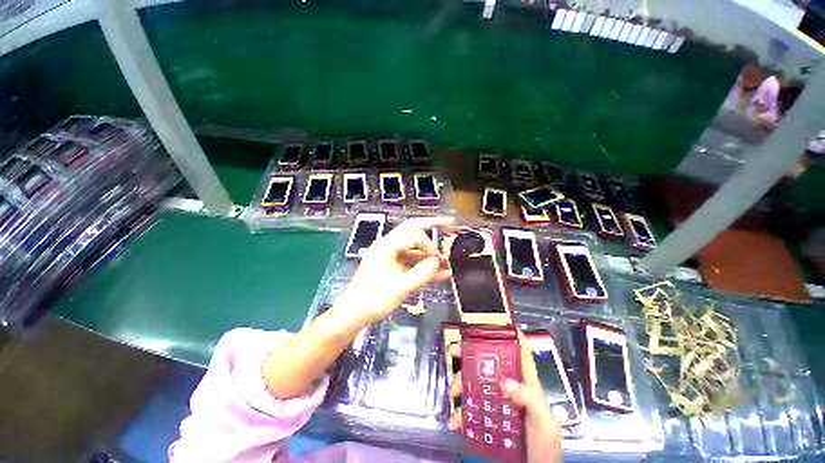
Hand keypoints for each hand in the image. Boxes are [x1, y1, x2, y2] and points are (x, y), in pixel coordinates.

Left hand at [335, 216, 453, 325]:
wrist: (353, 314)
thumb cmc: (373, 300)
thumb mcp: (400, 288)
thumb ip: (421, 273)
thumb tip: (438, 261)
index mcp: (387, 246)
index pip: (414, 234)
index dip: (429, 246)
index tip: (436, 261)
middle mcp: (388, 246)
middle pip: (412, 229)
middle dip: (431, 225)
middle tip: (449, 222)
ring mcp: (390, 256)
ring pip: (413, 247)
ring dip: (429, 252)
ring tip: (446, 259)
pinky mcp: (392, 266)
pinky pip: (411, 261)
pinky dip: (423, 265)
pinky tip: (439, 273)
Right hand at [447, 341, 561, 462]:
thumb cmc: (544, 444)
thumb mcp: (543, 420)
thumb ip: (529, 398)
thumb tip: (504, 381)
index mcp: (525, 381)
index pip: (518, 351)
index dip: (506, 333)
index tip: (489, 323)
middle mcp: (510, 386)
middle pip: (488, 362)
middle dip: (470, 355)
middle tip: (453, 352)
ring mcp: (498, 401)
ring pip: (476, 383)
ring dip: (461, 384)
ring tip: (452, 394)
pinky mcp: (489, 417)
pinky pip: (472, 409)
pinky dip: (461, 413)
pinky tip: (455, 420)